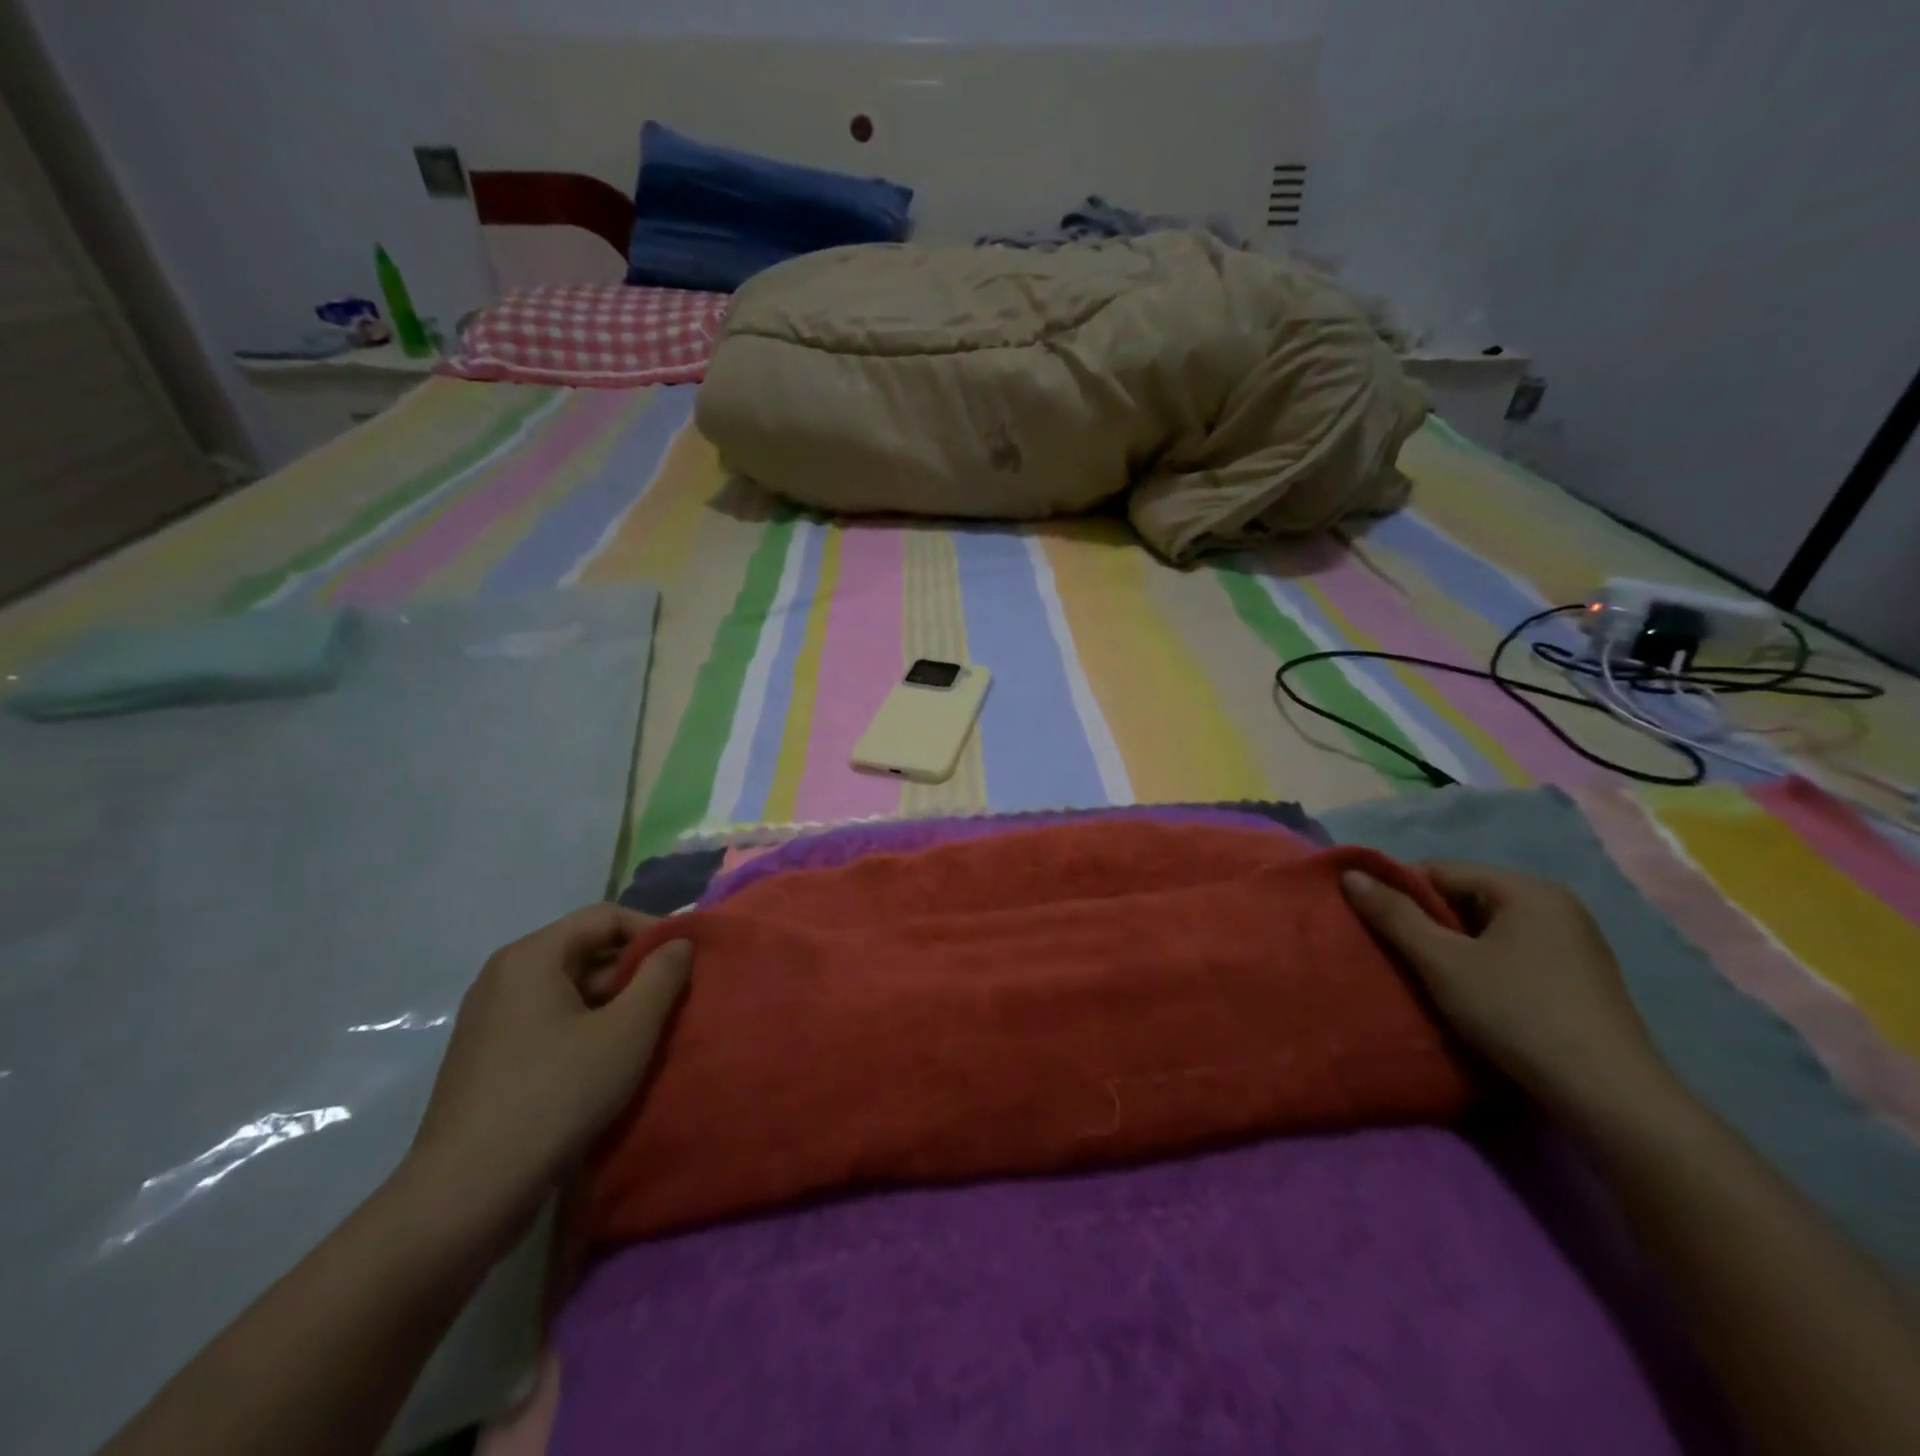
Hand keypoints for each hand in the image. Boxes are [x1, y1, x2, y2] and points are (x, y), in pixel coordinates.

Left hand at [401, 905, 691, 1242]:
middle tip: (672, 1004)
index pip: (606, 918)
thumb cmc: (557, 1094)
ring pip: (569, 991)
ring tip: (648, 1037)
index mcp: (531, 957)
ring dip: (614, 1005)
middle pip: (585, 951)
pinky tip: (607, 1066)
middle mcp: (503, 977)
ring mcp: (490, 1020)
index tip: (688, 963)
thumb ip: (662, 976)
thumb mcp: (629, 1029)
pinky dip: (585, 1031)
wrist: (467, 1194)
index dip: (654, 932)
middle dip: (635, 973)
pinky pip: (549, 1023)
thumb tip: (678, 944)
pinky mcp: (487, 1059)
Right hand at [1341, 860, 1673, 1116]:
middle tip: (1398, 955)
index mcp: (1526, 889)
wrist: (1609, 1096)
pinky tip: (1471, 994)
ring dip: (1452, 946)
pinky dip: (1481, 964)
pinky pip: (1511, 952)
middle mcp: (1555, 904)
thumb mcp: (1442, 961)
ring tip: (1429, 977)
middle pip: (1465, 897)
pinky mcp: (1579, 977)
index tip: (1374, 925)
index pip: (1440, 871)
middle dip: (1426, 922)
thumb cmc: (1517, 1013)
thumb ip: (1393, 914)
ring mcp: (1573, 941)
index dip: (1399, 893)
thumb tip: (1350, 875)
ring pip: (1487, 928)